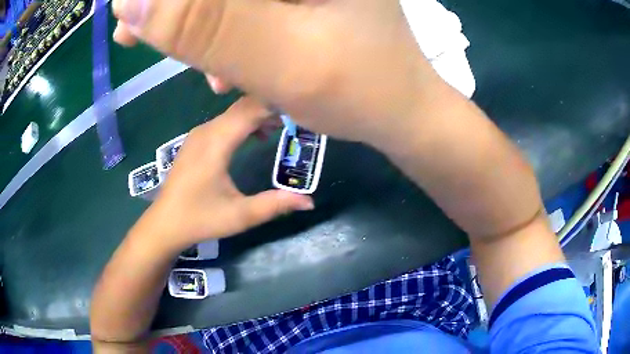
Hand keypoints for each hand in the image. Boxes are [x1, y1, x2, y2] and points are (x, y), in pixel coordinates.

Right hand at [111, 0, 435, 144]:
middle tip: (134, 36)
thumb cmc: (360, 90)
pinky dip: (227, 32)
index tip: (131, 13)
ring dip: (201, 25)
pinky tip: (228, 65)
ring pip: (233, 1)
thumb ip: (204, 24)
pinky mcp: (305, 3)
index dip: (172, 0)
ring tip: (195, 67)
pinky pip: (249, 11)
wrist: (398, 111)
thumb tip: (132, 3)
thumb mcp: (279, 56)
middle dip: (182, 11)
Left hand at [139, 97, 313, 252]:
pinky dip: (244, 123)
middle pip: (243, 106)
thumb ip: (276, 204)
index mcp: (216, 142)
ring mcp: (199, 134)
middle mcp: (207, 130)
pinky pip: (224, 122)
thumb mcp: (241, 215)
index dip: (276, 105)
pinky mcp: (196, 141)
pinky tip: (256, 137)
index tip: (302, 109)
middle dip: (271, 109)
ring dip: (258, 115)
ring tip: (282, 127)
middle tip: (298, 119)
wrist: (165, 223)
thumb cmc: (200, 219)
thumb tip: (310, 202)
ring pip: (233, 113)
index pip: (251, 109)